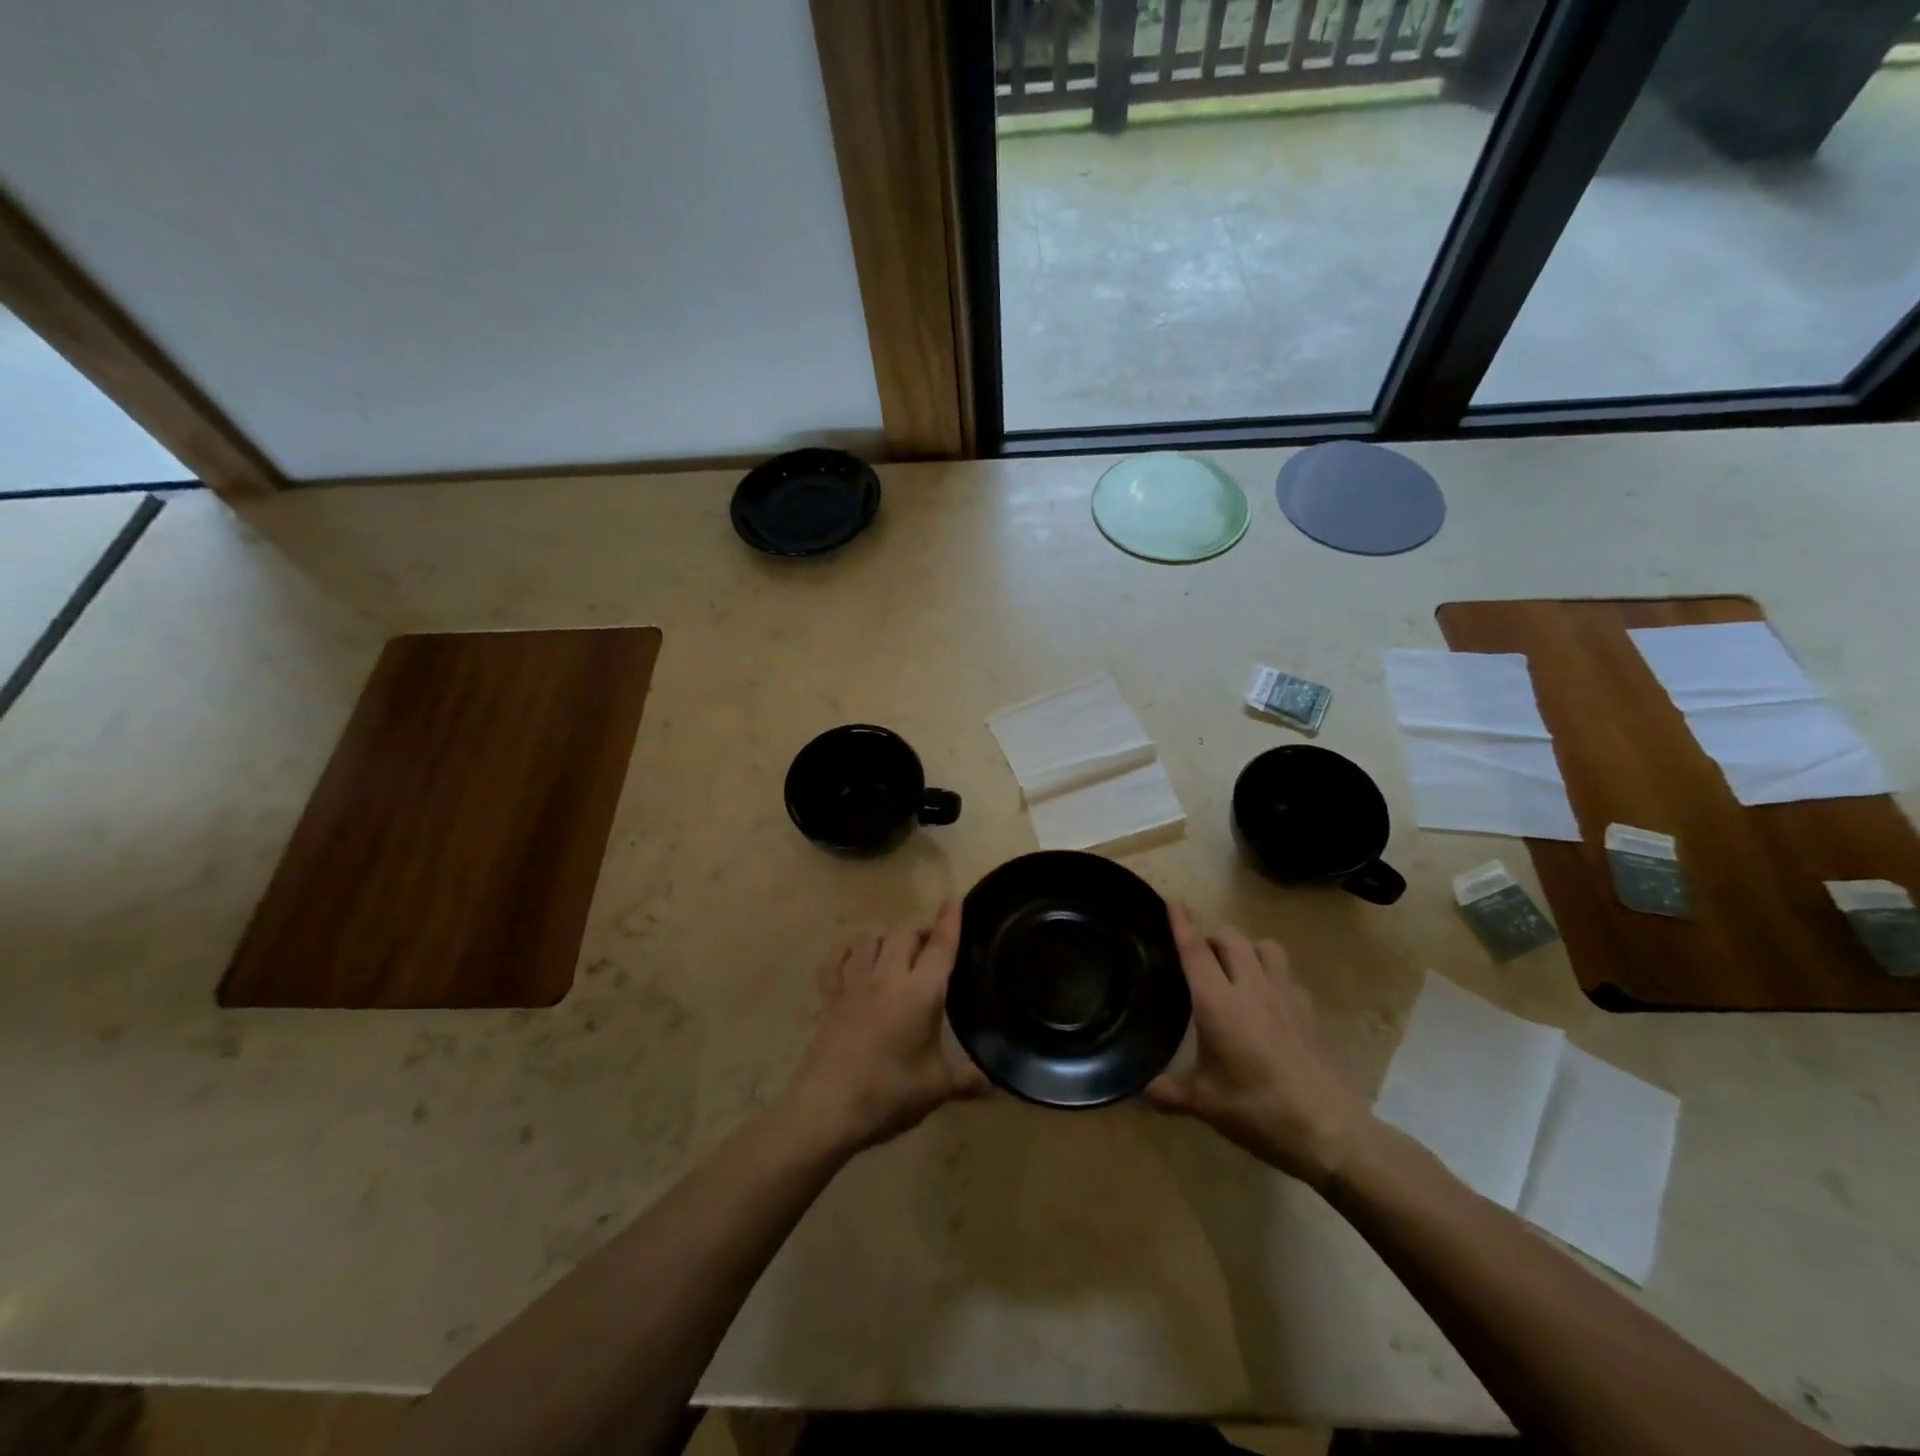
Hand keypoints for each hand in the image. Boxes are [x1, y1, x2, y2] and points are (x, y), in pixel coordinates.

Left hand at [781, 901, 988, 1155]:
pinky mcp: (829, 997)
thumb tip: (996, 1086)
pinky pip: (835, 961)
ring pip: (868, 940)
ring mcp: (853, 984)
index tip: (955, 900)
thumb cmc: (889, 1094)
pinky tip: (853, 963)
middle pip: (903, 934)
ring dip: (885, 940)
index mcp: (920, 993)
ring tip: (895, 954)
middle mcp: (887, 977)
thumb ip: (968, 1081)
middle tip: (931, 946)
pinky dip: (847, 955)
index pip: (939, 946)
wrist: (827, 1108)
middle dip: (919, 932)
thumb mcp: (936, 1089)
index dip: (949, 921)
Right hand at [1146, 905, 1371, 1189]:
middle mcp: (1250, 988)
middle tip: (1200, 954)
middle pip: (1230, 939)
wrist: (1329, 1129)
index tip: (1172, 902)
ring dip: (1246, 947)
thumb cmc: (1257, 1110)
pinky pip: (1287, 974)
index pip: (1195, 950)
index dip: (1182, 923)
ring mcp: (1285, 996)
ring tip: (1235, 966)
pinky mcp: (1309, 1011)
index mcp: (1217, 1003)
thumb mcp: (1204, 1104)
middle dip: (1212, 936)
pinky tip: (1268, 997)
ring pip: (1264, 947)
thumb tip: (1136, 1093)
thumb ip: (1167, 1092)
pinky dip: (1272, 973)